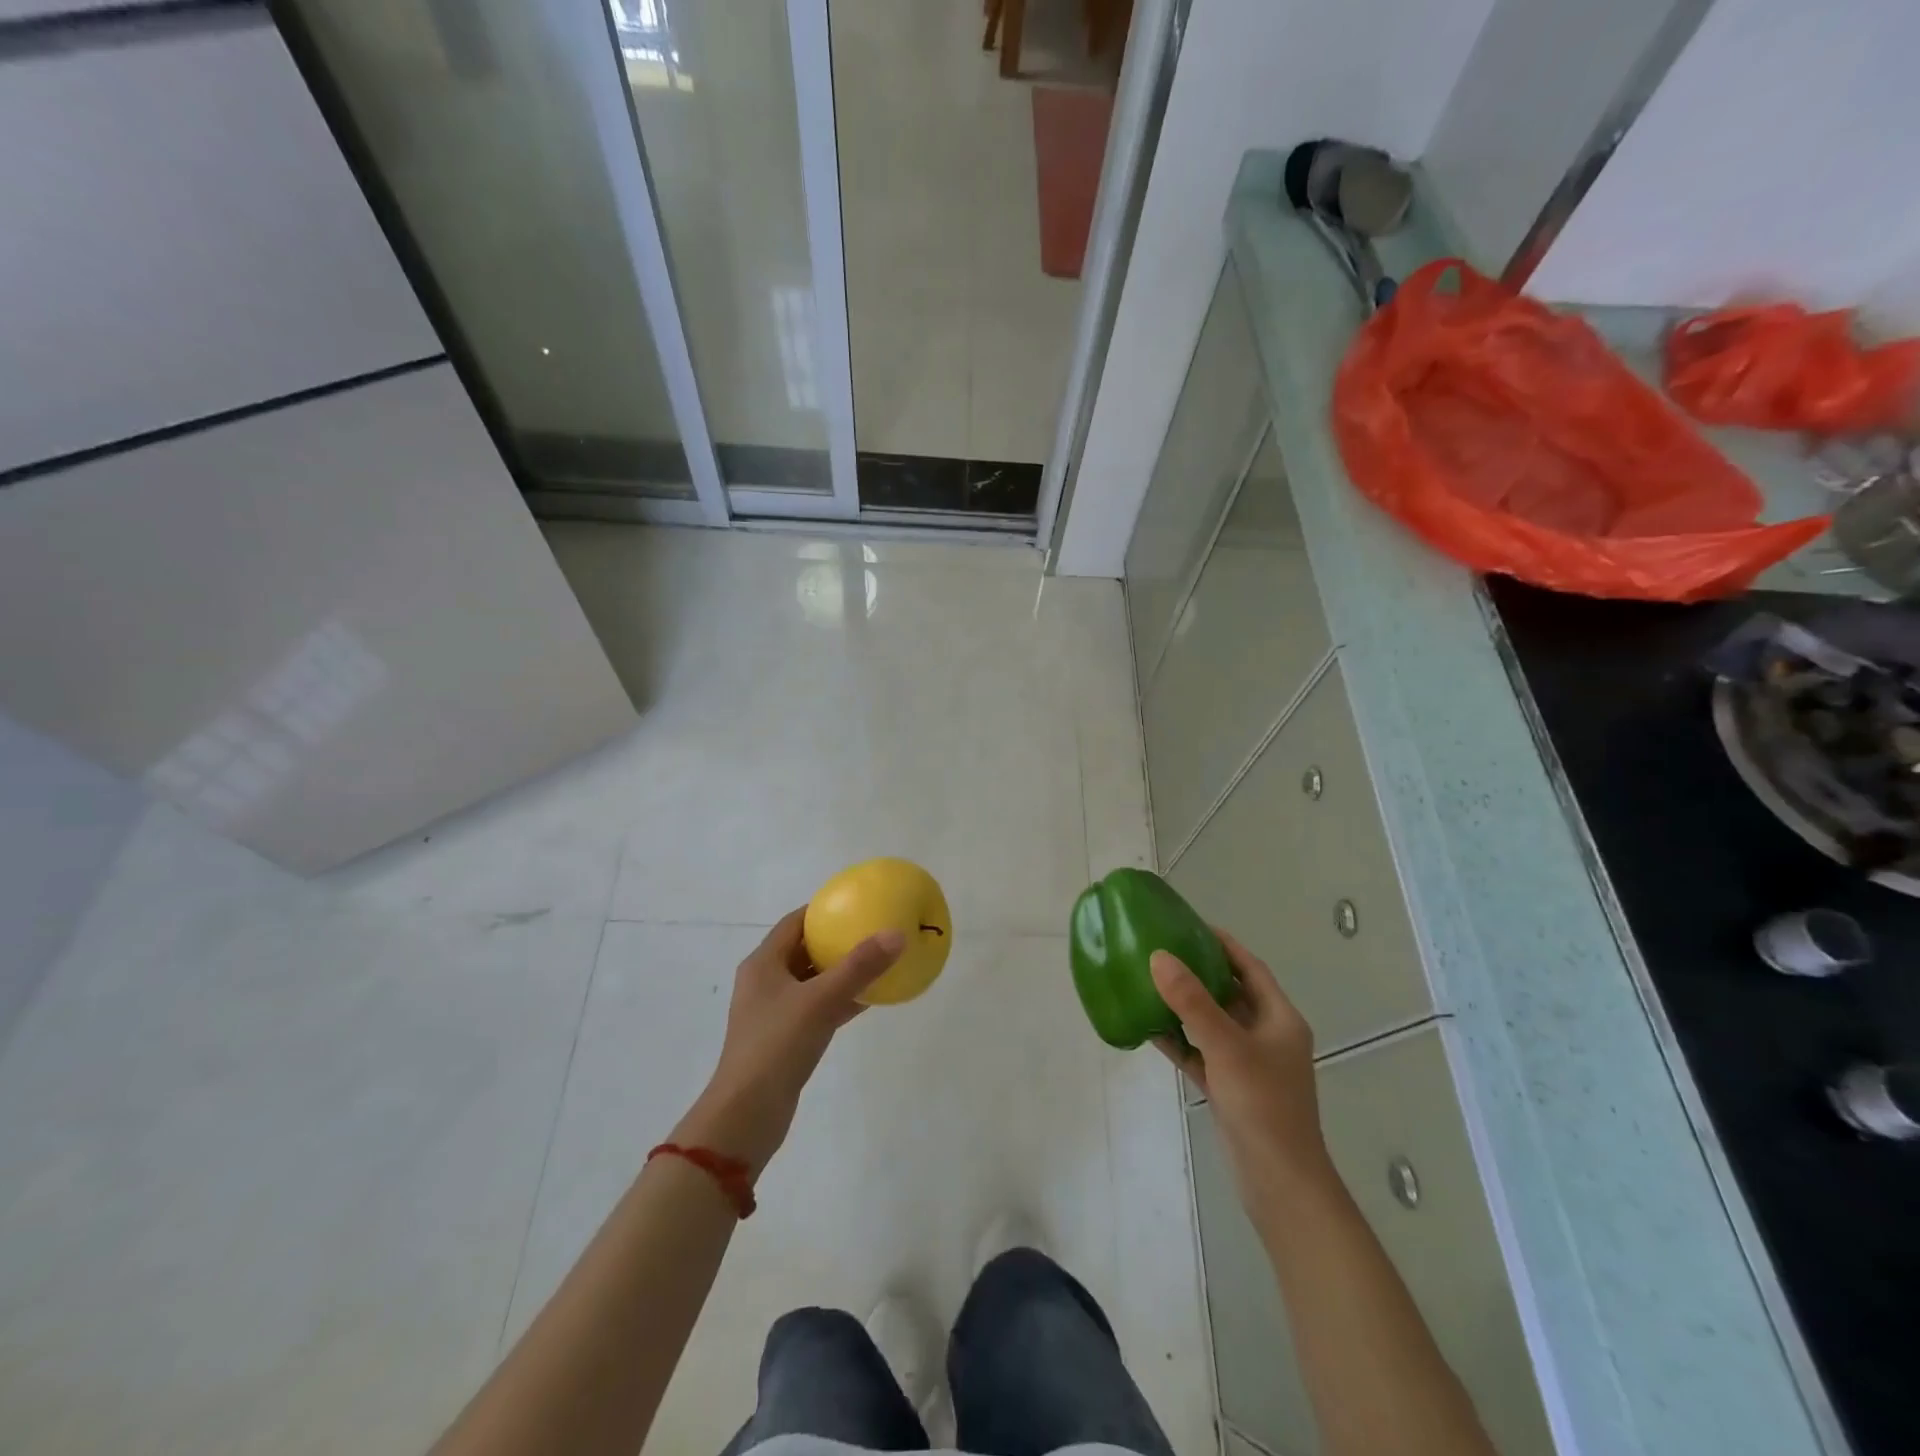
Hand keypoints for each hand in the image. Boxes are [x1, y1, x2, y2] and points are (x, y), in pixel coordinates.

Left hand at [674, 909, 902, 1177]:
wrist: (747, 1115)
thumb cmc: (776, 1045)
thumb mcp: (820, 1001)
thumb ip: (859, 967)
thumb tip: (896, 934)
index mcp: (764, 963)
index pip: (795, 923)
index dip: (823, 910)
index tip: (856, 904)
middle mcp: (765, 982)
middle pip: (804, 950)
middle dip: (837, 940)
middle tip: (872, 930)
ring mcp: (774, 1013)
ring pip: (813, 981)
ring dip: (841, 971)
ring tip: (878, 960)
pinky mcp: (786, 1039)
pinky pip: (818, 1008)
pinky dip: (840, 1000)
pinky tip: (870, 999)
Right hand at [1151, 929, 1331, 1202]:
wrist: (1279, 1183)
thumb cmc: (1263, 1106)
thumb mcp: (1226, 1047)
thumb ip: (1192, 1002)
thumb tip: (1159, 956)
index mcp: (1279, 1019)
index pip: (1250, 968)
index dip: (1223, 944)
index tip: (1189, 924)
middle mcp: (1267, 1036)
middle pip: (1229, 992)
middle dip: (1198, 971)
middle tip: (1162, 950)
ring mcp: (1249, 1064)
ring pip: (1213, 1023)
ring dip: (1185, 1005)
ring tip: (1150, 982)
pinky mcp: (1231, 1088)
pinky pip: (1202, 1052)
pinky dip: (1180, 1040)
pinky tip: (1150, 1029)